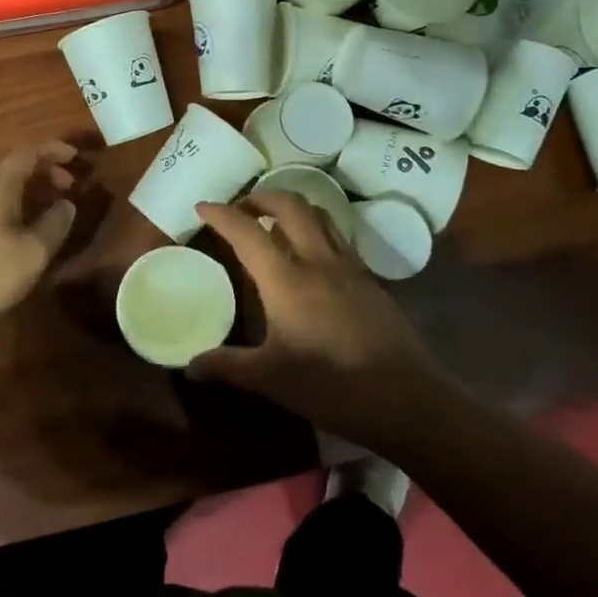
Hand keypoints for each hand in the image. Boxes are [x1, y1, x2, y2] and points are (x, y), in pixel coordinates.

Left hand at [0, 142, 80, 340]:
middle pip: (15, 169)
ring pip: (5, 189)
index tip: (76, 156)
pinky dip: (20, 207)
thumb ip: (55, 223)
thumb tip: (66, 204)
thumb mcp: (33, 252)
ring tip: (56, 207)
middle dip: (46, 172)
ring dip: (33, 191)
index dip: (52, 150)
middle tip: (72, 186)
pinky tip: (31, 229)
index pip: (26, 154)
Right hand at [188, 192, 443, 448]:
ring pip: (319, 215)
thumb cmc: (332, 387)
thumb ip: (227, 366)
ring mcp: (349, 267)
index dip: (221, 214)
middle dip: (261, 197)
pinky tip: (311, 258)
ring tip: (274, 222)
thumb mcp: (271, 379)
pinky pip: (338, 237)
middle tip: (241, 209)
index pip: (247, 231)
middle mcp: (318, 261)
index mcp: (287, 279)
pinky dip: (316, 230)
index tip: (202, 206)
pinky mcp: (370, 280)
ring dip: (292, 207)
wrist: (407, 399)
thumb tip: (190, 365)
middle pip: (290, 205)